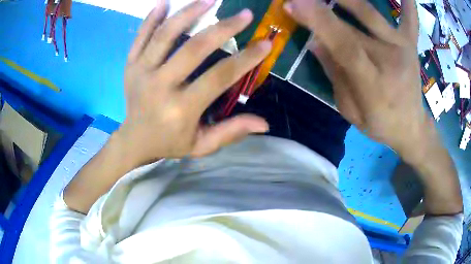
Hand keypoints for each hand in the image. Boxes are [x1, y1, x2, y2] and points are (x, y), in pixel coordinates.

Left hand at [117, 0, 270, 165]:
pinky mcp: (130, 65)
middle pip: (194, 49)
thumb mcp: (201, 145)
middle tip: (245, 14)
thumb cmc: (169, 142)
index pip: (218, 77)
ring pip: (165, 35)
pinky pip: (140, 37)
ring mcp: (141, 72)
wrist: (133, 140)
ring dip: (188, 13)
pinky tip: (164, 3)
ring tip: (210, 0)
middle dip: (224, 28)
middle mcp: (159, 86)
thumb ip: (230, 132)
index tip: (265, 43)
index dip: (245, 59)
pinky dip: (151, 18)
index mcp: (180, 109)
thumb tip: (264, 123)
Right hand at [284, 0, 428, 159]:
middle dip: (322, 7)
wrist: (411, 127)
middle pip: (352, 27)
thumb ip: (335, 74)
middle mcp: (390, 60)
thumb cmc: (380, 123)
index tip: (293, 3)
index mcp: (373, 84)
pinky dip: (407, 3)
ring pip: (371, 14)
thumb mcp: (351, 110)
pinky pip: (410, 19)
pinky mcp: (410, 44)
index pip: (345, 46)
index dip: (320, 22)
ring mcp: (403, 48)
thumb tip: (315, 41)